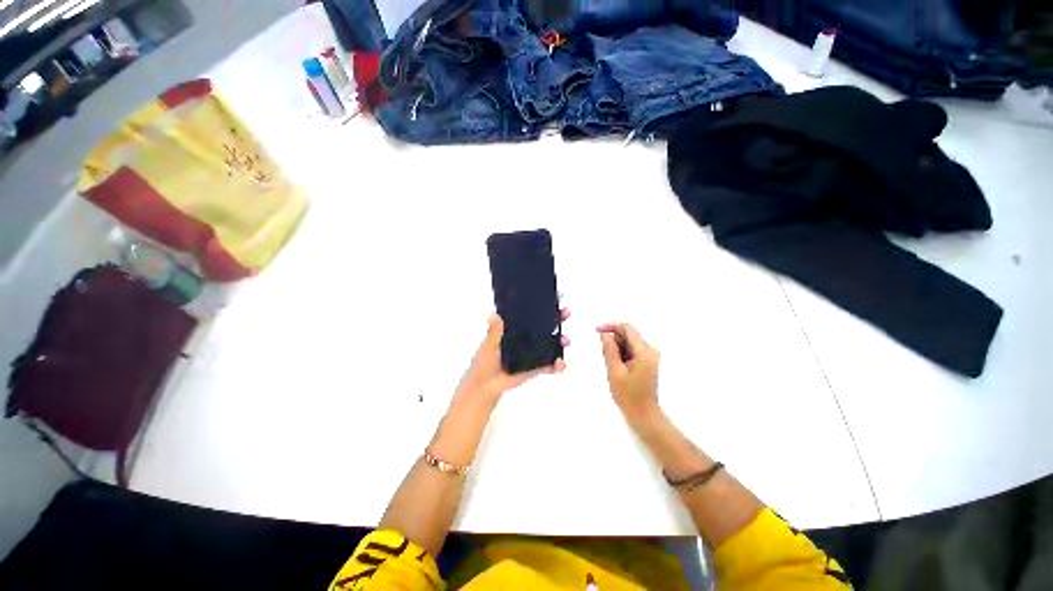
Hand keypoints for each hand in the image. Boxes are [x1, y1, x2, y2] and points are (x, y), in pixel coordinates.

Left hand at [455, 311, 570, 407]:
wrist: (485, 387)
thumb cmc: (483, 364)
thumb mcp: (488, 345)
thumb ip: (494, 332)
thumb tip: (494, 315)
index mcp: (515, 331)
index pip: (531, 316)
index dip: (543, 307)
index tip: (554, 298)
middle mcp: (526, 340)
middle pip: (546, 327)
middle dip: (558, 319)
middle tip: (566, 313)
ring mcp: (532, 354)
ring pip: (551, 344)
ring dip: (561, 341)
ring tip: (566, 339)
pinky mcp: (535, 368)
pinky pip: (549, 366)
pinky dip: (557, 365)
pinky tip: (561, 363)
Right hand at [598, 323, 660, 424]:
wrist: (644, 415)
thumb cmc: (629, 396)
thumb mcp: (615, 372)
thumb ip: (609, 350)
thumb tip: (605, 334)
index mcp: (644, 352)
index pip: (627, 328)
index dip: (611, 327)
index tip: (597, 331)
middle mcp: (650, 351)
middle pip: (628, 335)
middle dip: (613, 340)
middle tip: (603, 354)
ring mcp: (650, 357)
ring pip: (629, 343)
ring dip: (617, 348)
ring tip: (610, 364)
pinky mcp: (647, 362)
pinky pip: (632, 351)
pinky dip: (622, 354)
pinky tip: (616, 366)